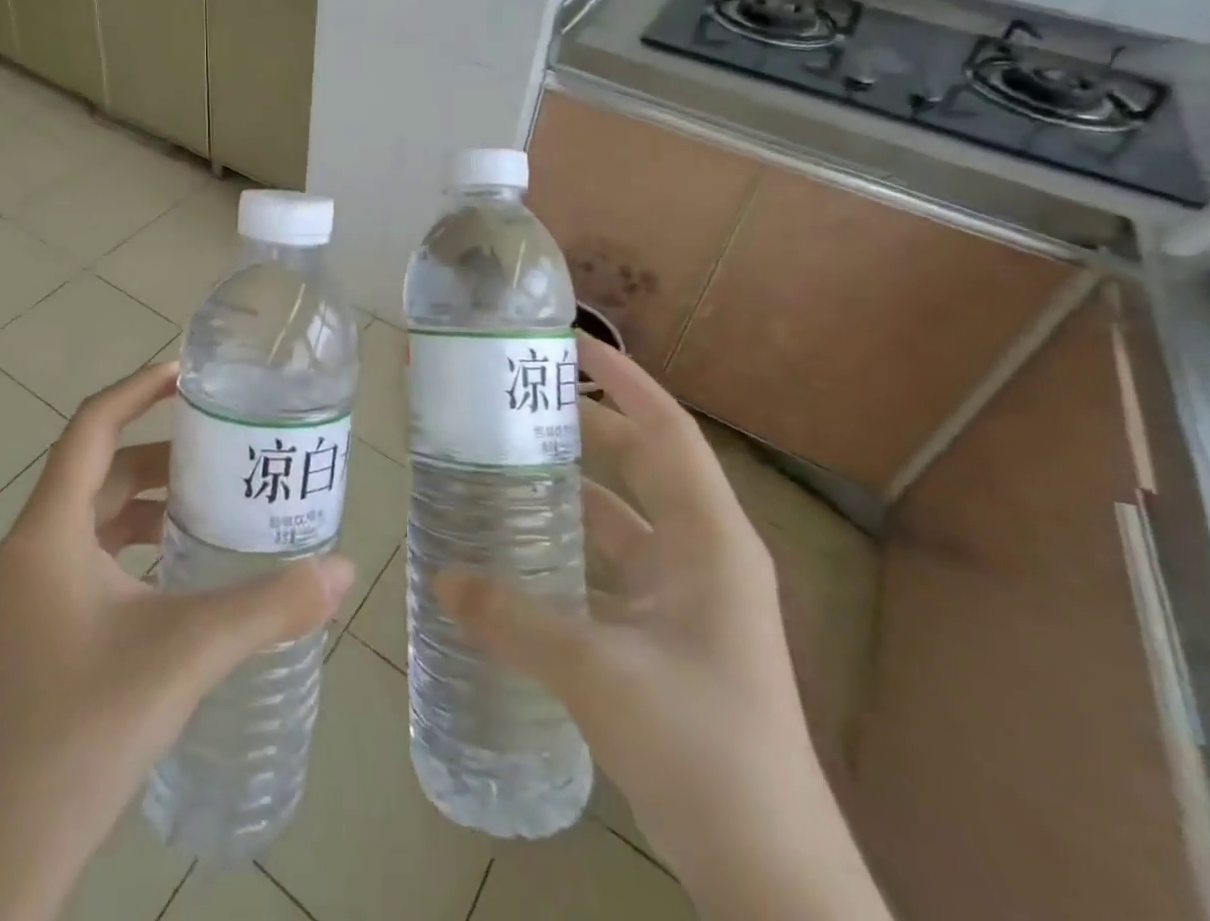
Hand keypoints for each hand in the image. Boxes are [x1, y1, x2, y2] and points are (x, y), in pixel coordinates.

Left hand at [0, 361, 354, 920]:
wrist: (12, 846)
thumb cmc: (88, 727)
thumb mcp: (187, 653)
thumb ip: (268, 607)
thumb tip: (341, 567)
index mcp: (50, 531)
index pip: (91, 427)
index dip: (138, 390)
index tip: (190, 375)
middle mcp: (34, 546)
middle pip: (98, 467)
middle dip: (160, 448)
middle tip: (222, 441)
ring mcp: (35, 587)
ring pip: (96, 511)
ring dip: (150, 495)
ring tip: (213, 496)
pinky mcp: (45, 621)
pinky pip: (95, 550)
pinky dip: (138, 537)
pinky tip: (183, 562)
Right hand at [436, 336, 888, 920]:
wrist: (768, 871)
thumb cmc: (701, 747)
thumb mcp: (597, 673)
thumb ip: (514, 620)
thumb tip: (442, 580)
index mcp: (710, 540)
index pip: (667, 430)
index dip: (624, 380)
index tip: (571, 343)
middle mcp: (704, 553)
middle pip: (641, 462)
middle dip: (586, 424)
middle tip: (518, 399)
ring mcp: (688, 595)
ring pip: (624, 514)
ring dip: (574, 485)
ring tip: (508, 459)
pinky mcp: (668, 632)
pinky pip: (613, 563)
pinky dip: (572, 544)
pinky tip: (523, 545)